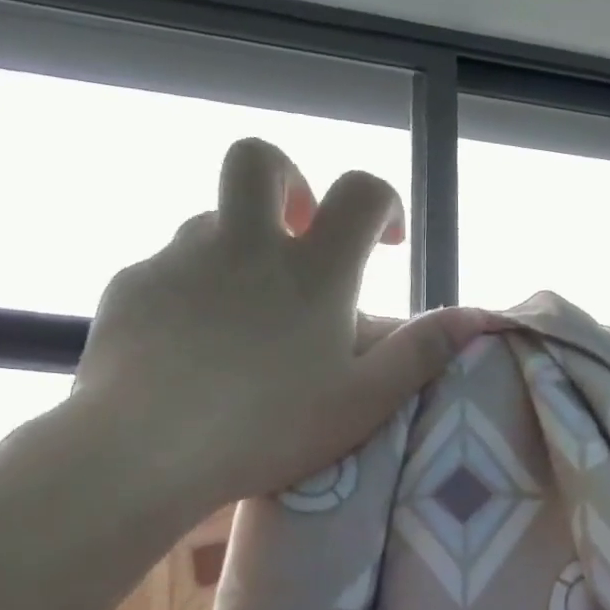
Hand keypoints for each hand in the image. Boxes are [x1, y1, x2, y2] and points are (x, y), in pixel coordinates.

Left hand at [72, 138, 486, 515]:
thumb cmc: (269, 427)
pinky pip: (169, 268)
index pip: (360, 192)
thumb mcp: (364, 400)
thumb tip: (477, 318)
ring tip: (247, 314)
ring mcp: (180, 258)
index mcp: (313, 270)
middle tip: (299, 232)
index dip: (383, 202)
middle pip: (260, 160)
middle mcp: (246, 244)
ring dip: (240, 247)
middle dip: (289, 180)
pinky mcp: (132, 285)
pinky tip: (191, 346)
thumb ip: (421, 353)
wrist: (144, 449)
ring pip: (213, 221)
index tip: (385, 243)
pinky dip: (193, 289)